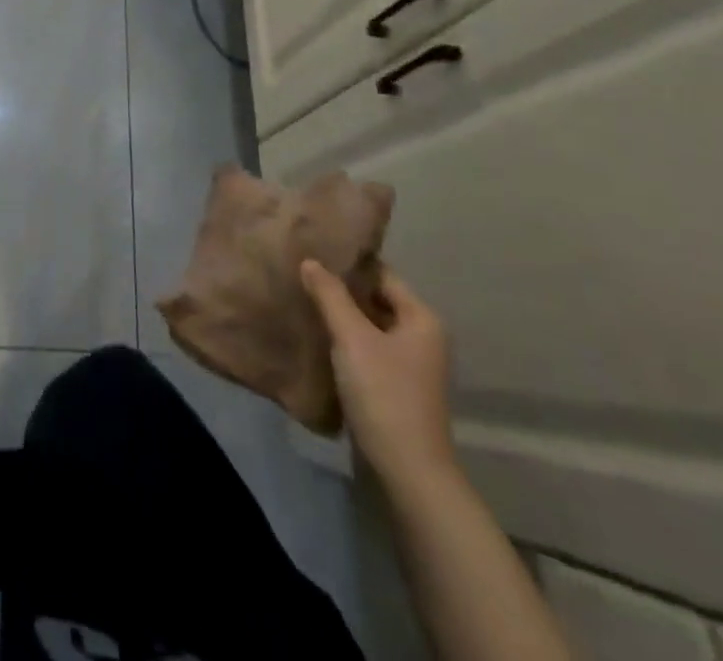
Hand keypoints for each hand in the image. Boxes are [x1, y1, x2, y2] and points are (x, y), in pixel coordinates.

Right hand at [301, 259, 456, 490]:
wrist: (408, 472)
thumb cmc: (384, 394)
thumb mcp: (352, 338)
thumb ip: (330, 295)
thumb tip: (310, 261)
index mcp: (421, 319)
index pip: (382, 274)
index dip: (349, 263)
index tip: (313, 250)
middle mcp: (421, 338)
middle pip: (375, 300)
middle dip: (341, 289)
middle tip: (301, 273)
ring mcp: (409, 366)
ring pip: (369, 326)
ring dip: (340, 316)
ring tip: (302, 300)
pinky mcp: (394, 388)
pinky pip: (366, 351)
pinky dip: (344, 342)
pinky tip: (316, 337)